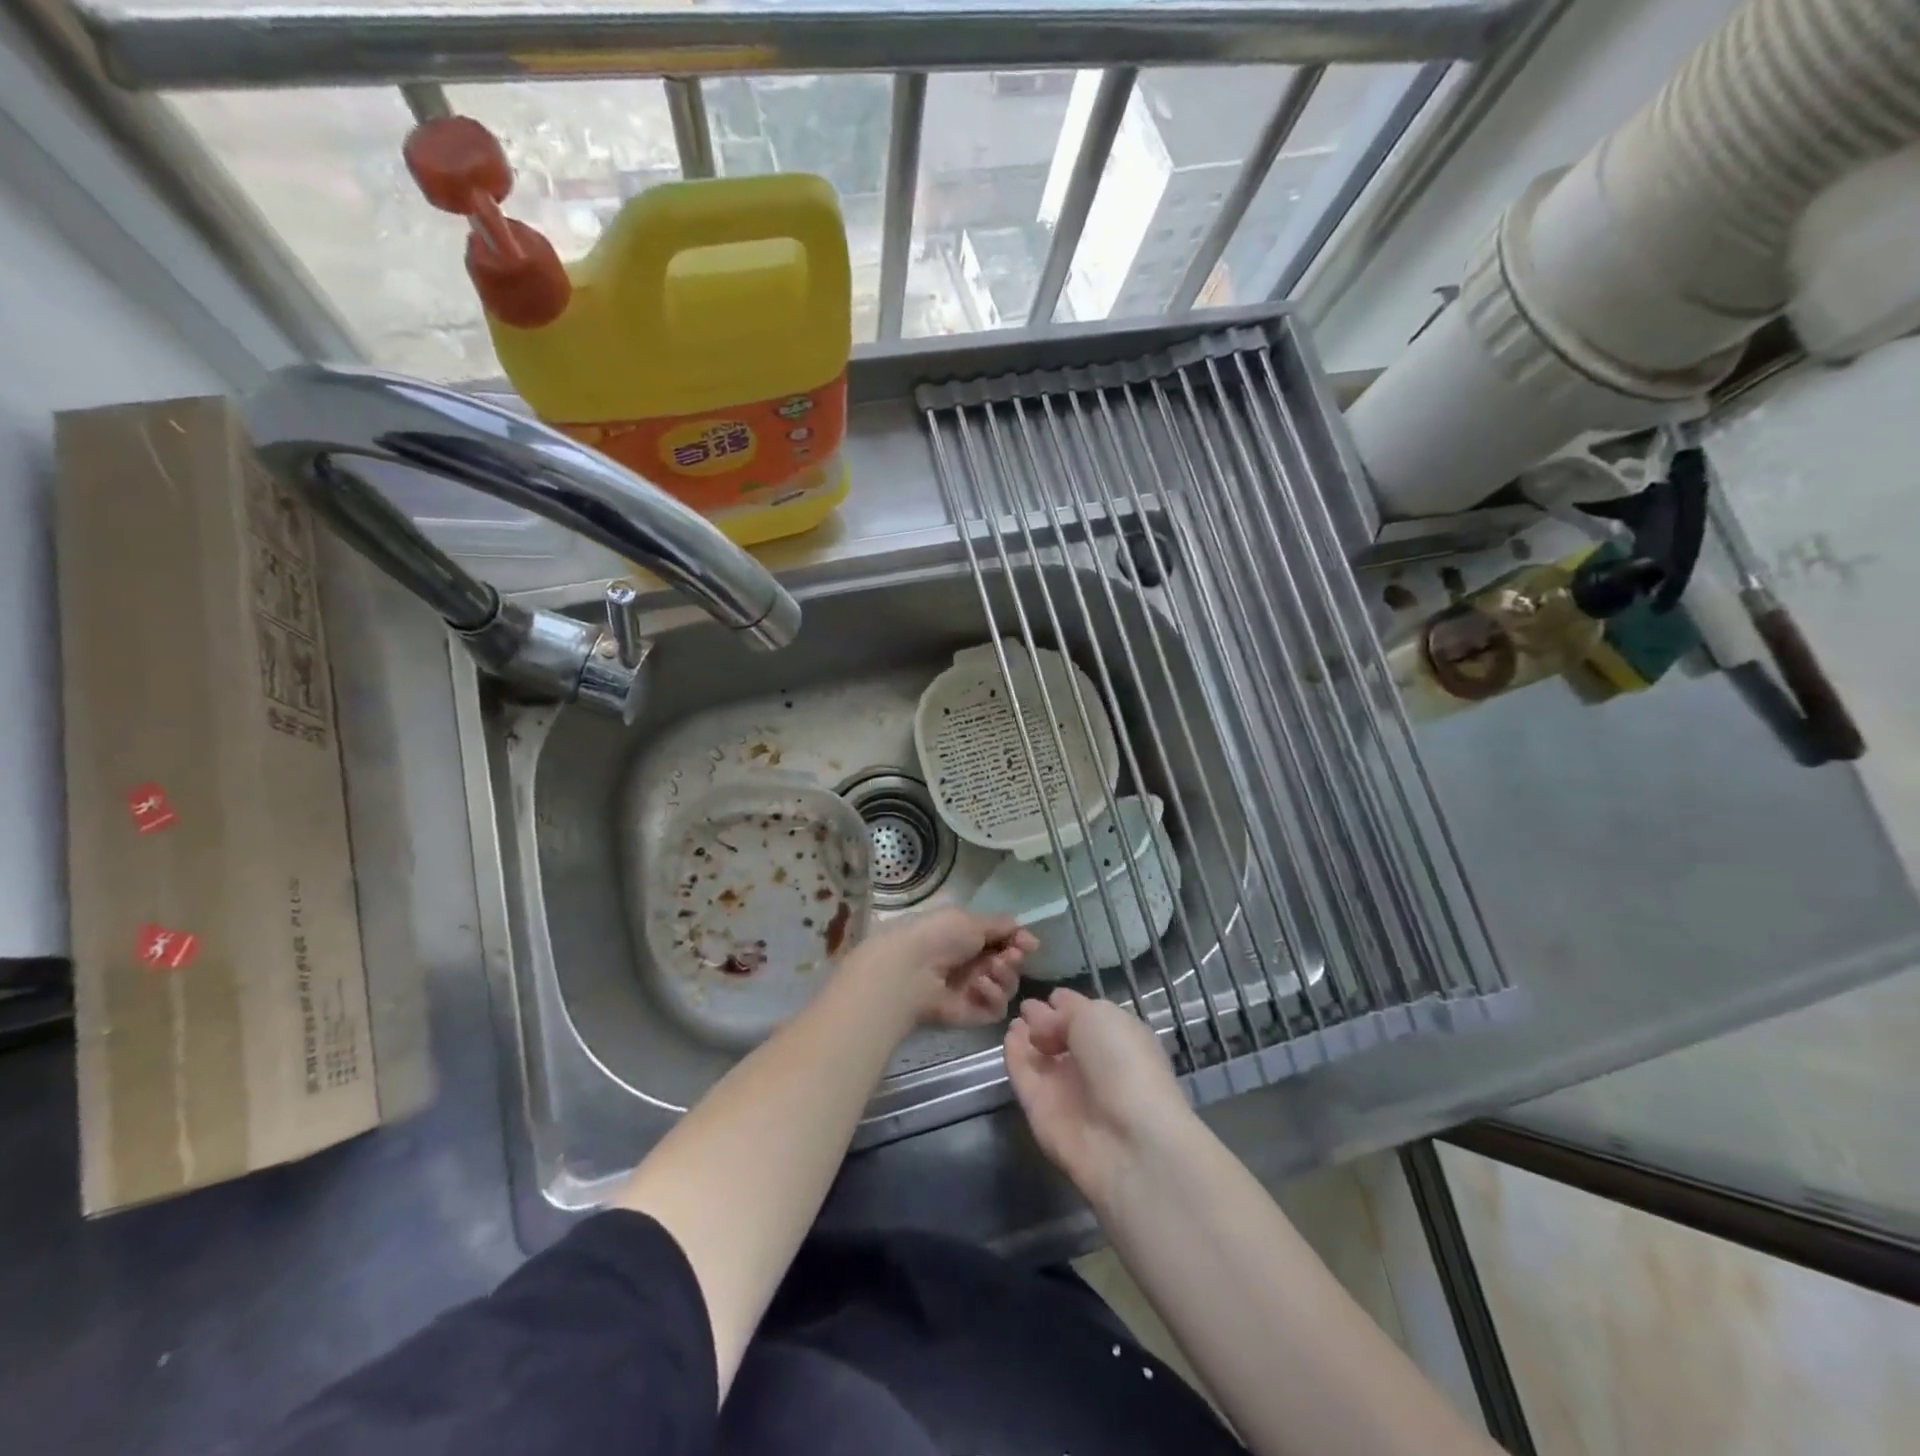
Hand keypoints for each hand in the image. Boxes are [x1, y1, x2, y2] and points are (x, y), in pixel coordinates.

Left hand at [839, 905, 1035, 1029]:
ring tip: (991, 970)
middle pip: (1010, 964)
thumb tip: (1027, 934)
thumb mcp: (970, 920)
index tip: (1027, 942)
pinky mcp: (971, 1014)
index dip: (1019, 941)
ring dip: (1005, 976)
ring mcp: (972, 990)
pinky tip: (979, 986)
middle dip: (1014, 958)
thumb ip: (1001, 925)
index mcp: (968, 936)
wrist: (909, 970)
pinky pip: (997, 1008)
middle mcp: (972, 963)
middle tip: (1008, 956)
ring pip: (1008, 986)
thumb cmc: (937, 936)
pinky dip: (993, 996)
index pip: (1005, 940)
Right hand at [1004, 988, 1193, 1206]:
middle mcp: (1093, 1063)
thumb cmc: (1122, 1062)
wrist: (1127, 1140)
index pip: (1087, 1015)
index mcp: (1118, 1037)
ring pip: (1041, 1057)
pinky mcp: (1041, 1111)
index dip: (1067, 1004)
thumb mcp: (1097, 1016)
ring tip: (1014, 1020)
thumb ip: (1065, 1011)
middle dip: (1045, 1020)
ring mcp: (1066, 1089)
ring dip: (1027, 1037)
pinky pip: (1024, 1076)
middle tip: (1025, 1006)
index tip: (1049, 996)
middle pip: (1062, 1036)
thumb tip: (1042, 1019)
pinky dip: (1015, 1056)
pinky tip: (1009, 1037)